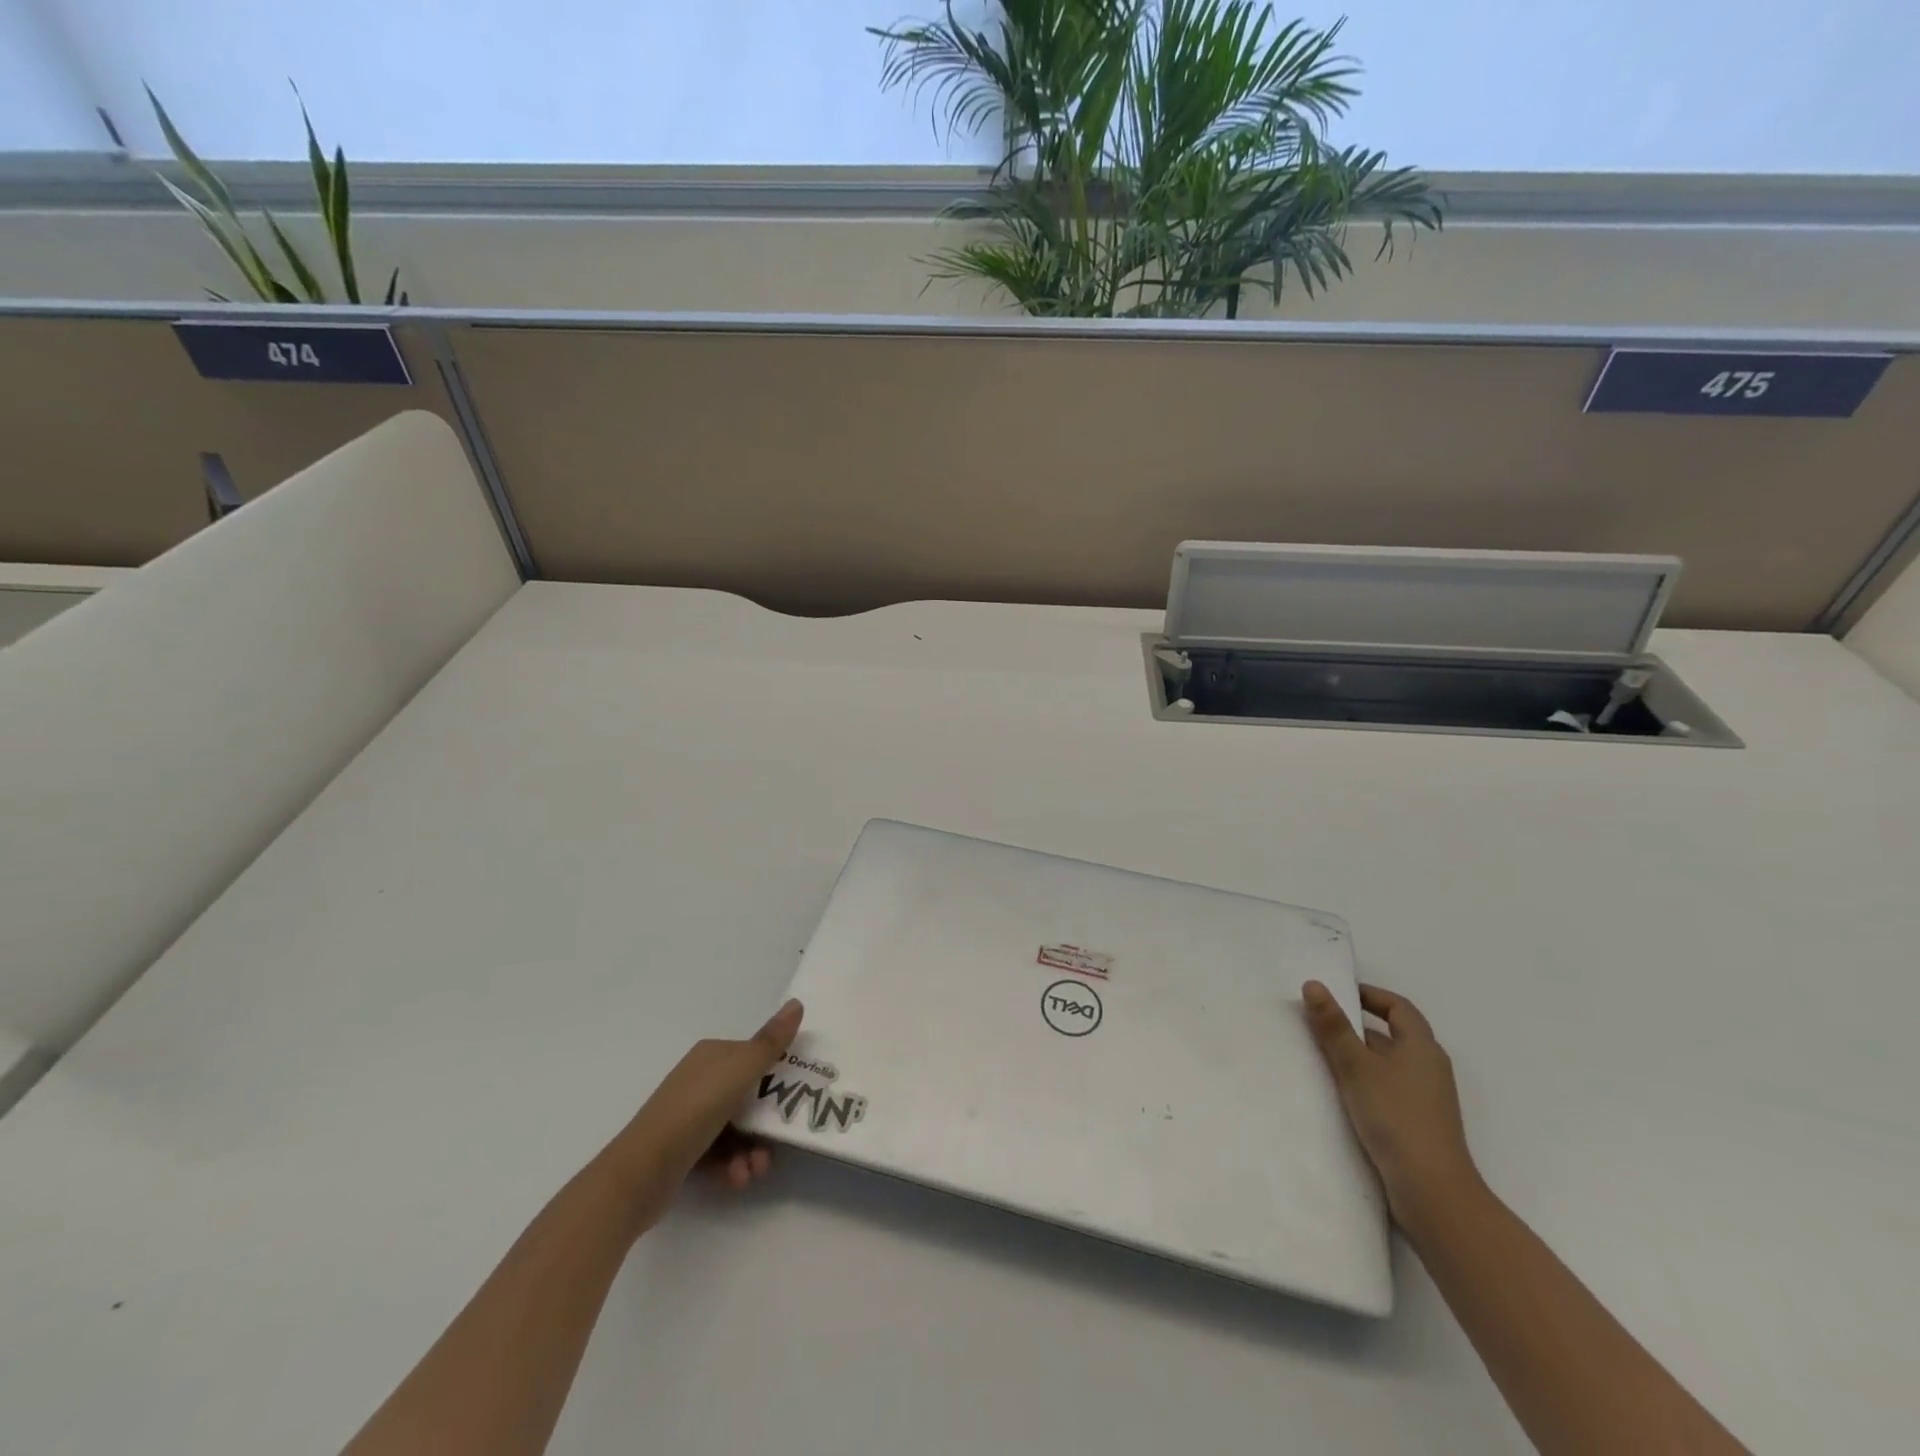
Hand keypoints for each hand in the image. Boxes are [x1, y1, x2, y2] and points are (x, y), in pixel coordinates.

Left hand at [594, 998, 804, 1234]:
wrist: (640, 1173)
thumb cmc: (695, 1111)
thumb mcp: (740, 1071)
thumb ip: (770, 1042)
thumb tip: (797, 1002)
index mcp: (712, 1055)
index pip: (754, 1056)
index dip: (778, 1074)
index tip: (797, 1095)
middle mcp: (700, 1080)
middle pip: (749, 1095)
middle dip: (767, 1122)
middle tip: (779, 1142)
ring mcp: (689, 1116)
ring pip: (737, 1128)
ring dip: (752, 1149)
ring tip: (754, 1170)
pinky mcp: (683, 1150)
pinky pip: (720, 1153)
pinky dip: (732, 1165)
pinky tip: (735, 1178)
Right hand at [1301, 981, 1480, 1229]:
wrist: (1433, 1193)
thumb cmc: (1396, 1117)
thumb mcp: (1357, 1066)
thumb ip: (1333, 1026)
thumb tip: (1314, 984)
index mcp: (1422, 1047)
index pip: (1398, 1007)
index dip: (1370, 995)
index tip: (1338, 993)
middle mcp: (1429, 1068)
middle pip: (1391, 1035)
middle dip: (1355, 1027)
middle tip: (1318, 1024)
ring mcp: (1426, 1099)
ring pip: (1387, 1064)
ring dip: (1357, 1056)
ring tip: (1320, 1057)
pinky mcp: (1417, 1124)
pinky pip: (1387, 1089)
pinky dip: (1364, 1082)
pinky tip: (1339, 1094)